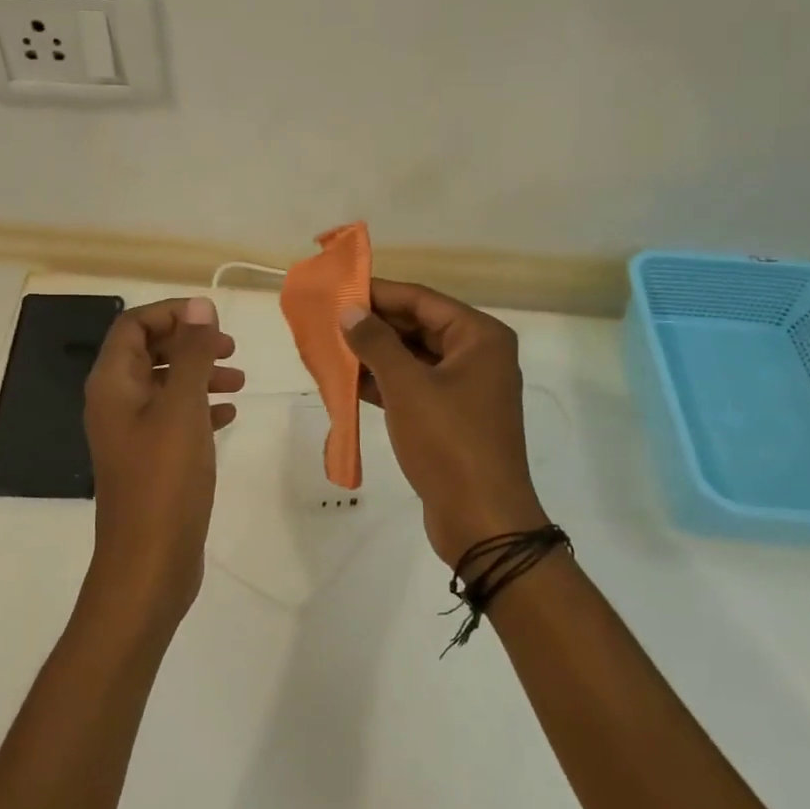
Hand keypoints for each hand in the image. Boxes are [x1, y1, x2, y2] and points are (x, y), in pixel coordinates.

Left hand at [82, 297, 243, 628]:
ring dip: (200, 375)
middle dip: (190, 344)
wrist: (149, 562)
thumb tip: (199, 305)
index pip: (133, 325)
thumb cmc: (164, 479)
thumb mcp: (182, 407)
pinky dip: (200, 409)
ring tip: (239, 382)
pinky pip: (174, 419)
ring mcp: (131, 433)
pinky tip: (228, 415)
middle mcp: (115, 403)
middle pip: (150, 352)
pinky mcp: (150, 460)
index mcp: (112, 383)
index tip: (213, 320)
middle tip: (231, 350)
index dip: (172, 314)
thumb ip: (191, 353)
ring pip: (165, 386)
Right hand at [339, 279, 548, 568]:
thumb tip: (349, 310)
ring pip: (414, 358)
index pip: (421, 300)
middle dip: (374, 325)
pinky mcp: (452, 417)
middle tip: (328, 320)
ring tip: (330, 347)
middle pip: (419, 326)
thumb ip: (376, 343)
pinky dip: (385, 383)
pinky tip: (348, 382)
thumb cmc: (448, 442)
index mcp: (479, 337)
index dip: (379, 293)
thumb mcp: (407, 386)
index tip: (338, 289)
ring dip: (375, 355)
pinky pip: (414, 386)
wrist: (481, 519)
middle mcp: (478, 355)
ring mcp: (466, 388)